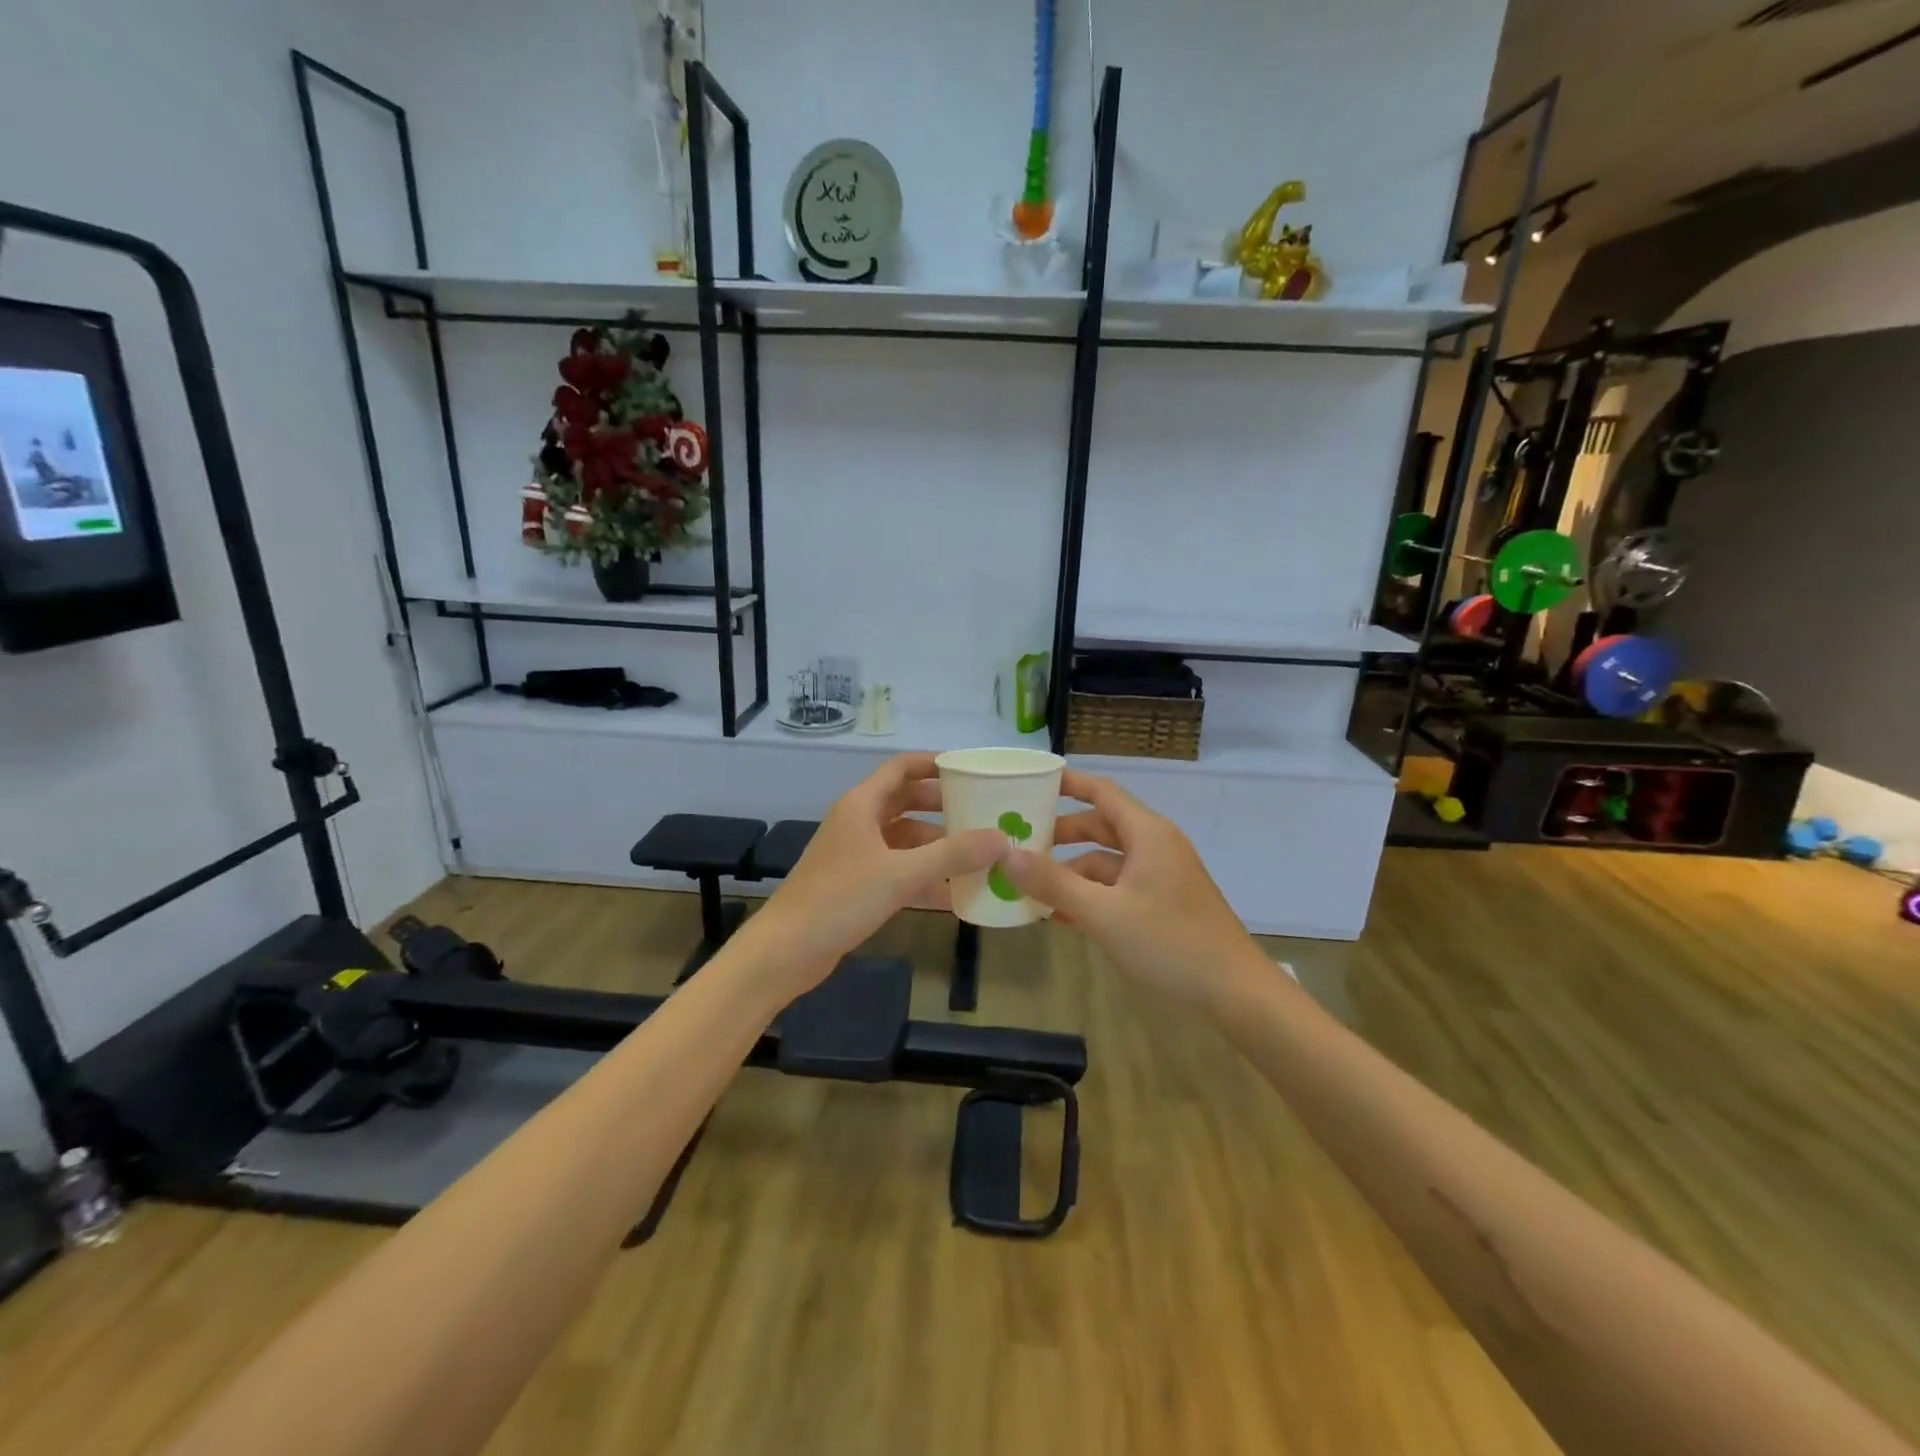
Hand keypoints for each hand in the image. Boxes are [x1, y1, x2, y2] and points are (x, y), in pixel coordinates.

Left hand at [740, 754, 1003, 993]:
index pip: (900, 768)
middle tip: (981, 812)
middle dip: (941, 806)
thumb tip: (1002, 838)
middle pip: (905, 802)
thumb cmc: (840, 899)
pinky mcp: (855, 885)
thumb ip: (953, 855)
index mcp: (861, 805)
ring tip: (976, 854)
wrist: (787, 951)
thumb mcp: (901, 874)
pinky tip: (953, 893)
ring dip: (935, 845)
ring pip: (903, 839)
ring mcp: (855, 855)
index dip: (933, 763)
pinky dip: (923, 876)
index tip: (969, 769)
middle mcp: (858, 823)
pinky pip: (897, 870)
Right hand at [1002, 770, 1264, 1011]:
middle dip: (1061, 834)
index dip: (1067, 783)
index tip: (1031, 783)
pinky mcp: (1164, 902)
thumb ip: (1053, 883)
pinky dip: (1092, 895)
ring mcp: (1162, 875)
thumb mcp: (1103, 913)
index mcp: (1147, 833)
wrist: (1235, 993)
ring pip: (1108, 862)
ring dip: (1072, 872)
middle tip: (1019, 841)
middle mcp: (1155, 846)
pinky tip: (1063, 916)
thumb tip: (1006, 855)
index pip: (1101, 791)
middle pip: (1101, 826)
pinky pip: (1119, 887)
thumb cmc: (1170, 942)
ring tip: (1031, 888)